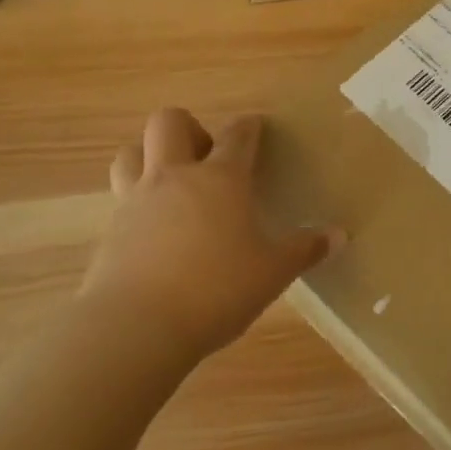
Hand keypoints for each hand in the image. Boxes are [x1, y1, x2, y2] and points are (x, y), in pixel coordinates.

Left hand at [76, 108, 338, 367]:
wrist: (136, 326)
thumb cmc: (218, 288)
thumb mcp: (274, 271)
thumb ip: (306, 249)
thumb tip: (340, 235)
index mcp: (221, 179)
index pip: (237, 136)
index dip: (249, 127)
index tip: (256, 126)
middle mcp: (175, 178)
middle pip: (169, 123)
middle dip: (190, 129)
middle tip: (207, 159)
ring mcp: (136, 201)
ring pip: (131, 153)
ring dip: (150, 156)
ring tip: (173, 185)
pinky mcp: (110, 232)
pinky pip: (120, 199)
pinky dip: (138, 203)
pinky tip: (156, 232)